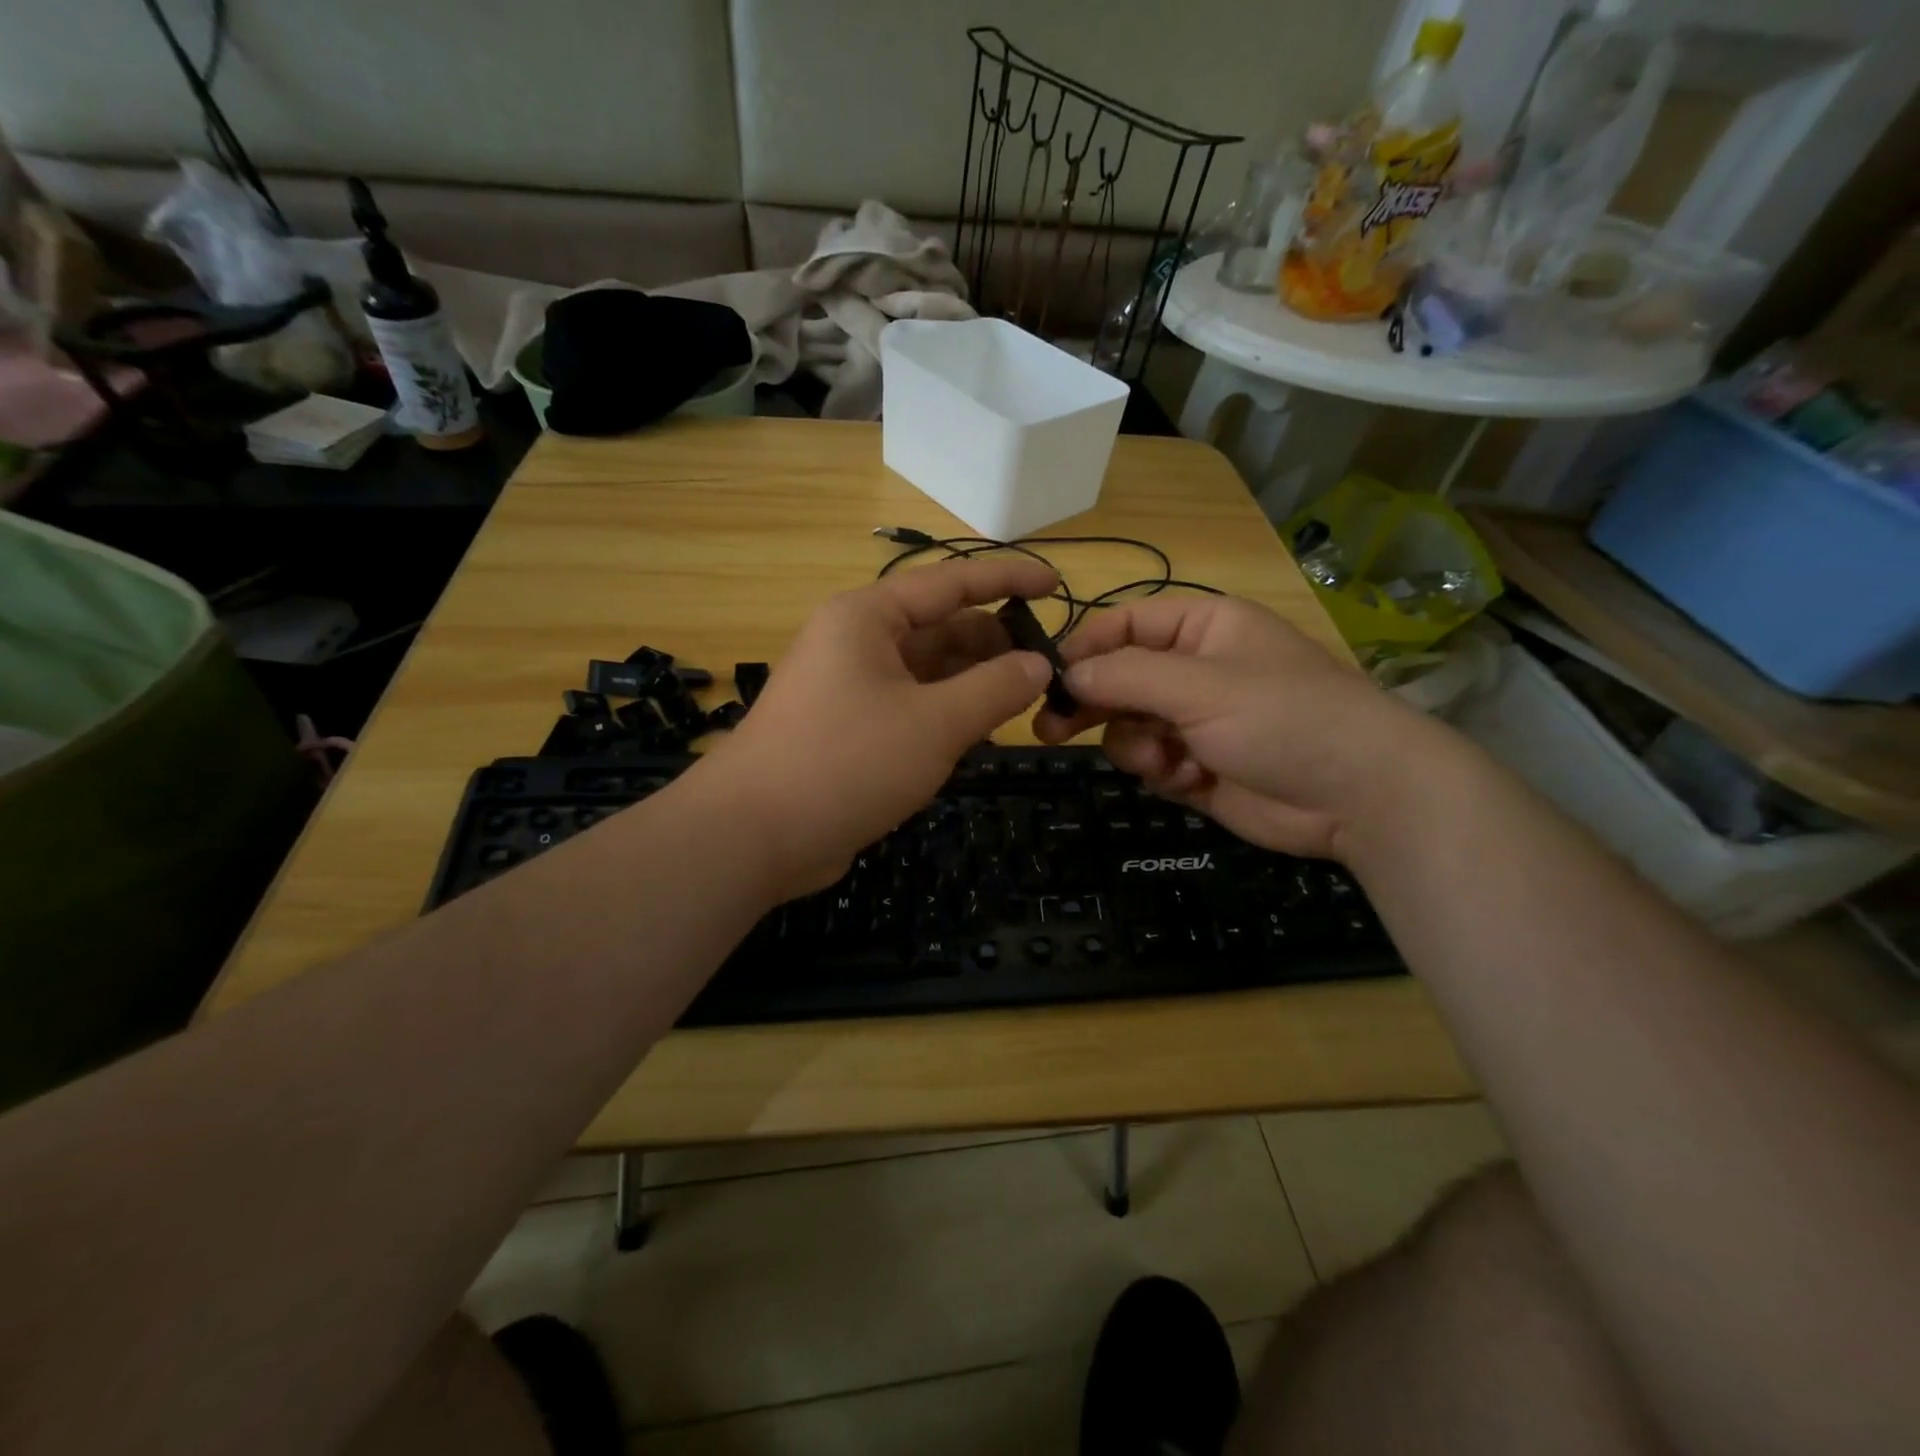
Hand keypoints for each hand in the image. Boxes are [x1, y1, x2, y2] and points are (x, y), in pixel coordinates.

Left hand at [696, 557, 1057, 897]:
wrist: (754, 835)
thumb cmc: (847, 763)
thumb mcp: (934, 724)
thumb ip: (994, 689)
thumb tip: (1039, 664)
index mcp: (868, 618)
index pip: (951, 581)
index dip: (1008, 579)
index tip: (1057, 586)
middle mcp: (856, 642)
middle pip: (940, 628)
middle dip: (994, 644)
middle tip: (1048, 669)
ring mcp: (849, 687)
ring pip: (926, 671)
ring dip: (973, 683)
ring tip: (1025, 701)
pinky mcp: (847, 729)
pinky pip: (909, 706)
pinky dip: (946, 714)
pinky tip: (980, 733)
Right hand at [1033, 595, 1439, 860]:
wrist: (1358, 796)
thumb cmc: (1282, 718)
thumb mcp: (1200, 686)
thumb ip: (1125, 676)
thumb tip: (1066, 674)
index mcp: (1203, 628)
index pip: (1125, 624)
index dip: (1085, 648)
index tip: (1049, 679)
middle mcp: (1195, 670)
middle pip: (1119, 679)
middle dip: (1092, 705)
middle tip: (1051, 730)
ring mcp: (1196, 721)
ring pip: (1129, 727)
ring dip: (1136, 746)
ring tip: (1164, 761)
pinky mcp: (1197, 767)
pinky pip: (1151, 763)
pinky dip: (1162, 773)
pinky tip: (1191, 779)